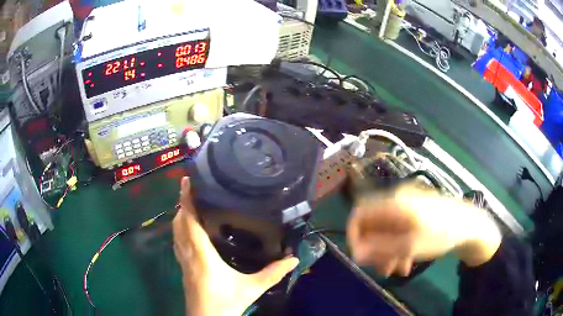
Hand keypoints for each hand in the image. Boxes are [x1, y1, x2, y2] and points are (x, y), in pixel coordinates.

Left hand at [173, 177, 298, 315]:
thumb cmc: (226, 303)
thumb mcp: (252, 288)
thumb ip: (273, 273)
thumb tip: (293, 259)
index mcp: (201, 254)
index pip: (189, 221)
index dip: (186, 200)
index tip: (186, 182)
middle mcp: (188, 254)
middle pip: (179, 224)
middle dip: (183, 204)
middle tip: (193, 190)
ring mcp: (183, 262)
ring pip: (176, 233)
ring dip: (181, 216)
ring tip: (191, 205)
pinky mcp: (183, 269)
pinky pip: (178, 243)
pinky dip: (181, 230)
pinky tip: (190, 231)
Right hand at [347, 185, 501, 276]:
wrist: (469, 225)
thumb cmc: (440, 233)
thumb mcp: (409, 245)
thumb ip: (380, 249)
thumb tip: (355, 253)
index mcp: (394, 203)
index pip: (360, 212)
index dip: (354, 234)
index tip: (359, 256)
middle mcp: (398, 201)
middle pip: (374, 224)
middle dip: (374, 248)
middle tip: (380, 268)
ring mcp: (407, 207)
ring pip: (387, 231)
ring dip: (387, 252)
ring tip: (394, 270)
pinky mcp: (415, 214)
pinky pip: (399, 231)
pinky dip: (398, 247)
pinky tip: (405, 264)